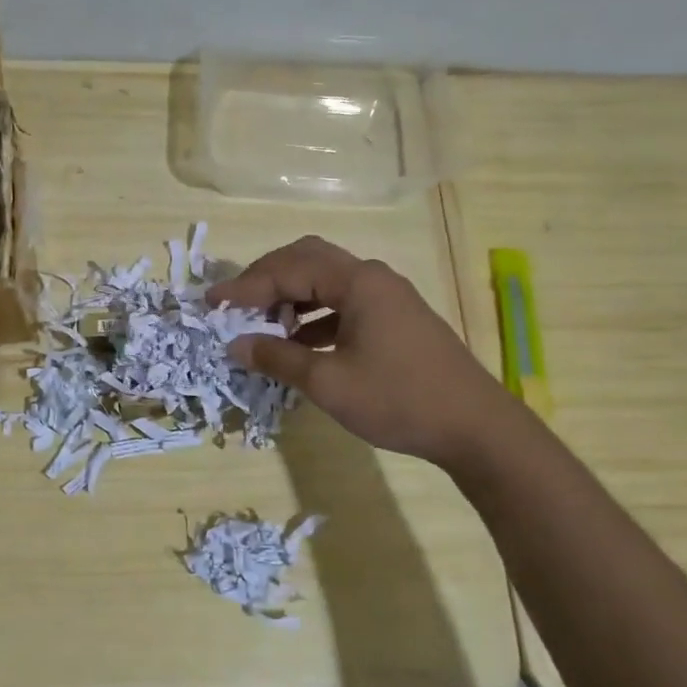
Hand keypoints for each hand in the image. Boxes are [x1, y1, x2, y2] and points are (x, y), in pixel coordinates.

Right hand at [208, 235, 507, 464]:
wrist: (474, 427)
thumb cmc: (398, 399)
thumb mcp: (329, 382)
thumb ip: (278, 357)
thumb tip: (235, 344)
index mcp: (357, 282)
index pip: (288, 269)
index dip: (245, 286)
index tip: (211, 305)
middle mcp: (372, 277)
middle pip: (307, 260)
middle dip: (266, 279)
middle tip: (235, 304)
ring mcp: (387, 297)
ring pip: (325, 280)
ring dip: (290, 296)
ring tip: (263, 326)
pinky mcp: (394, 318)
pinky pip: (342, 302)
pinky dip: (314, 315)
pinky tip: (299, 342)